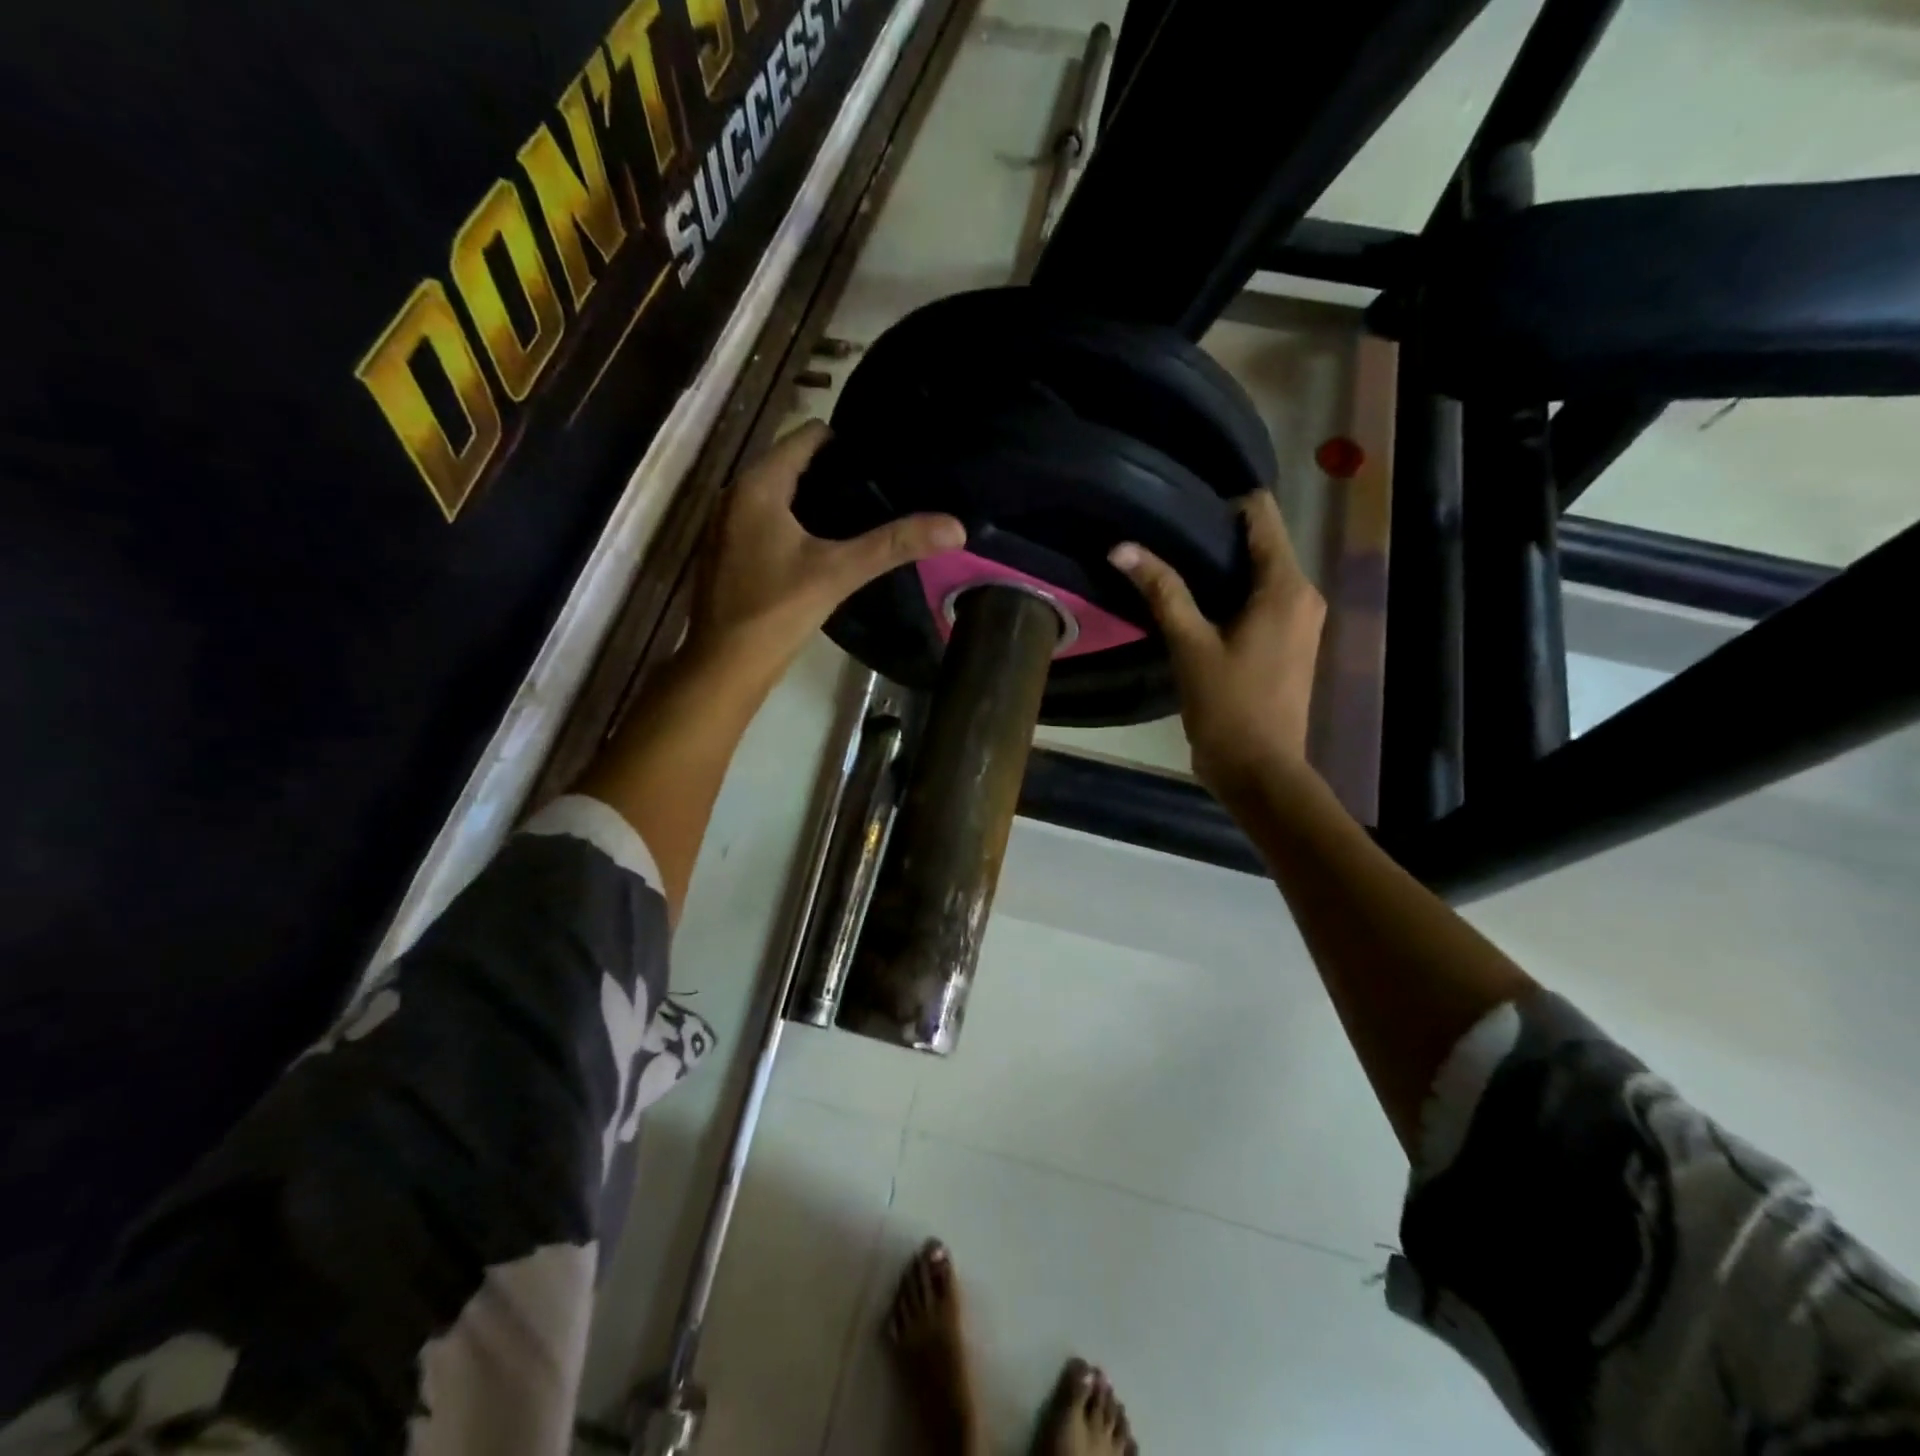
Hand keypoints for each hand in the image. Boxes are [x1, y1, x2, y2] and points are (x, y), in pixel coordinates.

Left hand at [686, 420, 965, 684]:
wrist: (724, 666)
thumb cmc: (776, 611)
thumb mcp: (839, 572)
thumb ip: (894, 545)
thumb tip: (956, 527)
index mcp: (757, 484)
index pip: (807, 436)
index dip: (847, 441)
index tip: (885, 457)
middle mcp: (736, 494)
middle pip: (794, 464)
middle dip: (836, 473)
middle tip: (884, 487)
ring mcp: (728, 525)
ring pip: (781, 495)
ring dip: (818, 501)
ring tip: (865, 514)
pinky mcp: (730, 553)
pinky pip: (770, 521)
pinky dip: (798, 524)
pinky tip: (828, 547)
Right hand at [1110, 491, 1325, 801]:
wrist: (1260, 771)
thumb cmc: (1228, 707)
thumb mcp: (1189, 645)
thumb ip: (1162, 591)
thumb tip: (1122, 548)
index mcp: (1286, 586)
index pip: (1262, 513)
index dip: (1221, 506)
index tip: (1178, 518)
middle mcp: (1304, 594)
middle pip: (1261, 542)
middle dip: (1216, 540)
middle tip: (1166, 548)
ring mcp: (1302, 620)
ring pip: (1261, 573)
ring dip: (1222, 571)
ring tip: (1174, 578)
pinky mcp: (1293, 643)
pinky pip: (1263, 600)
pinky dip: (1233, 597)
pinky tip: (1198, 613)